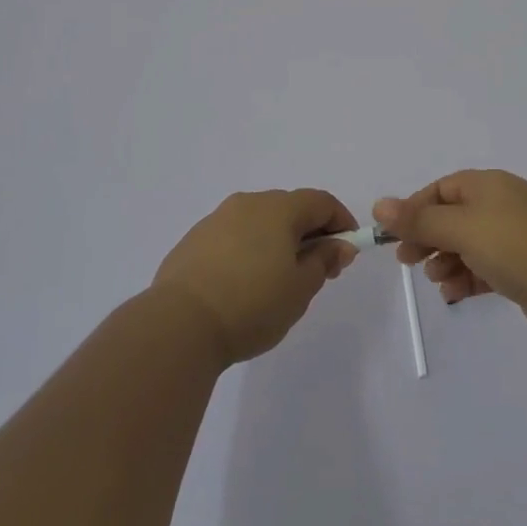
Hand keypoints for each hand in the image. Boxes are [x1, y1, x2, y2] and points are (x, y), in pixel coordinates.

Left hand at [151, 189, 358, 367]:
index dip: (341, 222)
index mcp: (279, 208)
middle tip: (317, 270)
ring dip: (277, 241)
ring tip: (279, 280)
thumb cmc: (252, 305)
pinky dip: (248, 250)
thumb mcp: (300, 289)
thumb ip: (324, 261)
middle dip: (310, 233)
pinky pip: (233, 236)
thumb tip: (340, 244)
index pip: (321, 202)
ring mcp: (217, 219)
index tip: (347, 251)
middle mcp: (248, 203)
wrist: (179, 324)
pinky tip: (244, 283)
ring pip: (259, 221)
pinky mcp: (194, 240)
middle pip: (290, 208)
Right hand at [373, 170, 526, 340]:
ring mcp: (517, 237)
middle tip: (407, 260)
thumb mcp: (461, 228)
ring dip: (447, 260)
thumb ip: (419, 220)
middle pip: (454, 217)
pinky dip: (467, 278)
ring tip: (436, 279)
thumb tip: (379, 205)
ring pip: (469, 245)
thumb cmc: (514, 245)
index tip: (394, 235)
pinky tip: (454, 293)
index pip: (442, 189)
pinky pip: (486, 268)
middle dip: (428, 238)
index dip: (415, 210)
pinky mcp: (525, 269)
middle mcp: (503, 205)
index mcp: (488, 185)